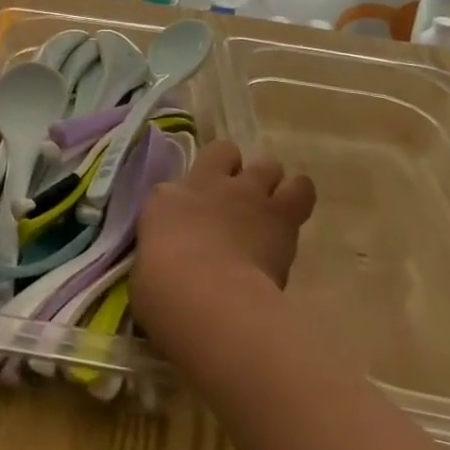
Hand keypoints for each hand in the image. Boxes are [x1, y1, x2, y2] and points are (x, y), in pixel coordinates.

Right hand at [132, 139, 315, 339]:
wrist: (205, 296)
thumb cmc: (162, 290)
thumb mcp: (149, 264)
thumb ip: (166, 250)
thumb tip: (176, 258)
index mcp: (165, 198)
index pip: (178, 180)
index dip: (191, 191)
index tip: (198, 210)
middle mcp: (206, 184)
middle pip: (226, 152)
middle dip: (233, 174)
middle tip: (238, 203)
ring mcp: (245, 194)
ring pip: (268, 164)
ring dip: (269, 183)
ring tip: (271, 208)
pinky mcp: (281, 213)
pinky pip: (300, 189)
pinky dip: (299, 198)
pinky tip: (293, 218)